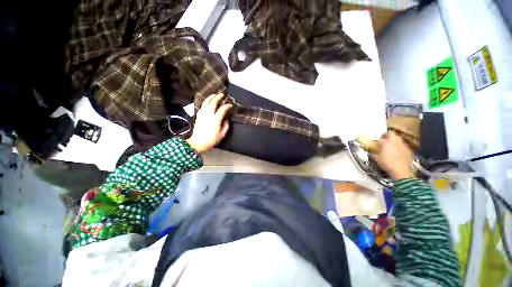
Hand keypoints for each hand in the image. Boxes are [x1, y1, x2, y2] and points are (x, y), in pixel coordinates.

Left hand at [186, 93, 232, 152]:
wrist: (198, 143)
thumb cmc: (211, 140)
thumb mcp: (222, 135)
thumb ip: (225, 126)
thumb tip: (226, 120)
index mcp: (215, 120)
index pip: (222, 109)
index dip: (227, 106)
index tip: (230, 105)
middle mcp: (208, 115)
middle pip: (213, 102)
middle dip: (218, 97)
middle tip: (222, 94)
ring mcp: (202, 114)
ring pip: (206, 102)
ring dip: (210, 97)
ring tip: (214, 95)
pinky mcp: (198, 116)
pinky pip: (202, 106)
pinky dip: (205, 102)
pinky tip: (207, 102)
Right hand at [373, 131, 413, 180]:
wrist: (401, 171)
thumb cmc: (387, 163)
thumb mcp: (377, 159)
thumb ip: (374, 154)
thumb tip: (372, 153)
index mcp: (386, 142)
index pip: (380, 138)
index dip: (377, 140)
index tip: (376, 143)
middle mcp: (395, 141)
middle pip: (391, 133)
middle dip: (387, 135)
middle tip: (384, 139)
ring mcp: (403, 145)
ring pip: (398, 139)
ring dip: (394, 140)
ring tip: (391, 146)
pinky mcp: (408, 150)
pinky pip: (403, 145)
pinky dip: (399, 147)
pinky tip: (397, 152)